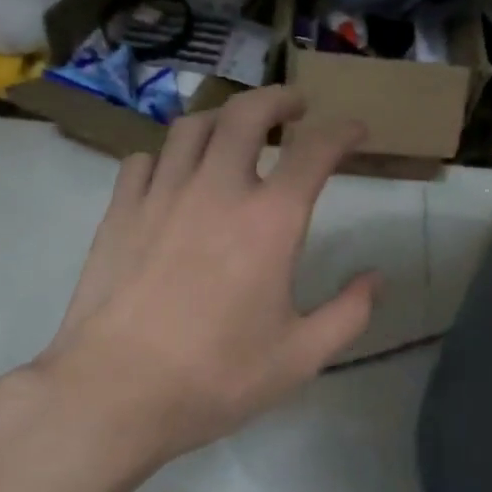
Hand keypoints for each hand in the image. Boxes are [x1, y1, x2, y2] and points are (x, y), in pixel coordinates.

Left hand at [35, 87, 378, 471]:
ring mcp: (161, 195)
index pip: (314, 151)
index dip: (342, 132)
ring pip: (191, 126)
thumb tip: (375, 279)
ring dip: (222, 117)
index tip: (356, 129)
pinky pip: (144, 159)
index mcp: (269, 221)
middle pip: (247, 113)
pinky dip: (167, 156)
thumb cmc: (216, 378)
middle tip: (294, 107)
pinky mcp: (119, 211)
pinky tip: (173, 175)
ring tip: (235, 130)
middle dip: (278, 99)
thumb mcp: (300, 357)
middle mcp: (216, 190)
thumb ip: (349, 314)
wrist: (115, 392)